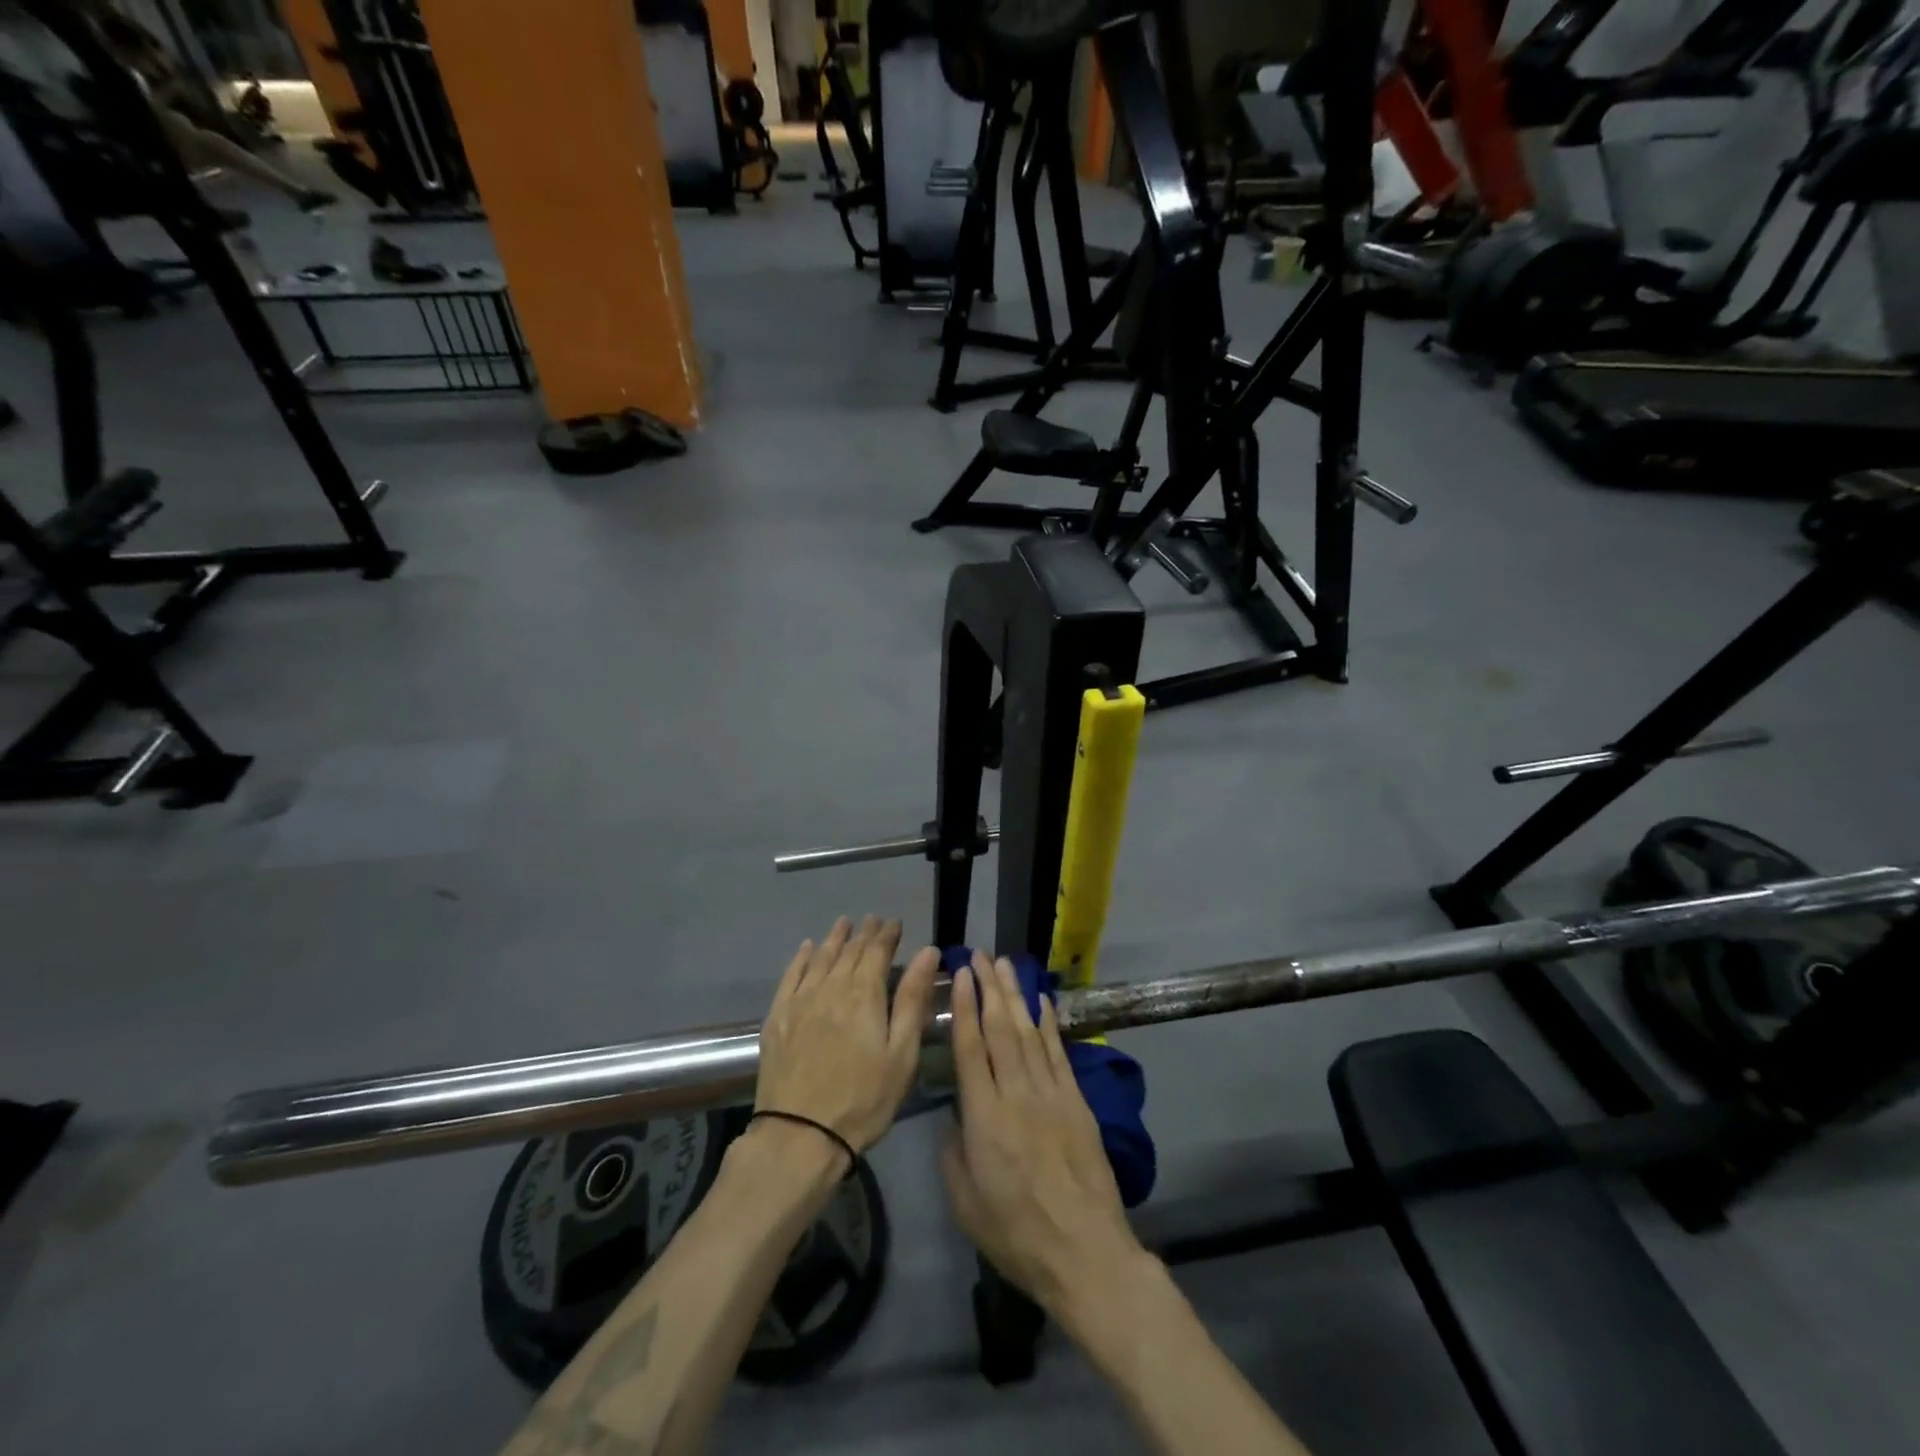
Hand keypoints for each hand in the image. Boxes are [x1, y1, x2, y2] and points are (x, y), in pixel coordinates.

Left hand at [755, 916, 940, 1155]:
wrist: (800, 1135)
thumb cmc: (863, 1099)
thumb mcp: (901, 1053)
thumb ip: (912, 999)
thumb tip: (928, 952)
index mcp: (864, 994)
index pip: (877, 952)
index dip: (887, 935)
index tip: (895, 923)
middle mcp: (830, 987)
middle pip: (849, 952)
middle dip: (864, 933)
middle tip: (872, 920)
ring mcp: (800, 1001)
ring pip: (820, 958)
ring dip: (834, 939)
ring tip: (844, 923)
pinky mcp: (777, 1018)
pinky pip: (790, 976)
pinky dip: (801, 958)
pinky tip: (807, 948)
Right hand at [940, 954, 1145, 1314]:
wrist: (1086, 1254)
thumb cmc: (1017, 1235)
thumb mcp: (966, 1204)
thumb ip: (953, 1154)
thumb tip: (953, 1117)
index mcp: (985, 1118)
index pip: (971, 1048)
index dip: (964, 1008)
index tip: (959, 975)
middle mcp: (1017, 1095)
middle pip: (1001, 1029)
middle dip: (988, 988)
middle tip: (979, 955)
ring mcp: (1052, 1095)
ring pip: (1030, 1032)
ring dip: (1016, 995)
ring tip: (1004, 965)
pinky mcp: (1078, 1102)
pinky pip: (1060, 1053)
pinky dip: (1050, 1023)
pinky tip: (1042, 1001)